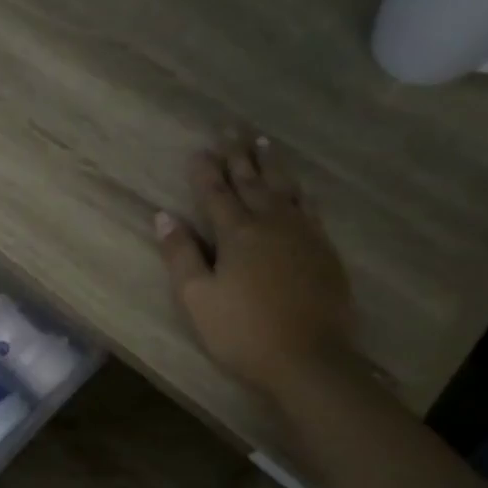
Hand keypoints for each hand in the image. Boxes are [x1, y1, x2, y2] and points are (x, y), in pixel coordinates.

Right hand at [155, 135, 354, 403]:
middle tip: (233, 128)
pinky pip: (310, 208)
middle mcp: (271, 223)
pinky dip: (299, 191)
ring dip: (271, 165)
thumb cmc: (242, 331)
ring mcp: (303, 234)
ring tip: (263, 143)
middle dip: (239, 155)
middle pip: (252, 182)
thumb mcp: (197, 297)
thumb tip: (163, 216)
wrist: (309, 359)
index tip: (198, 149)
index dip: (205, 171)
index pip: (215, 193)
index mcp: (236, 233)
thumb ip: (180, 254)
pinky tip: (298, 188)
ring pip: (284, 189)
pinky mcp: (324, 250)